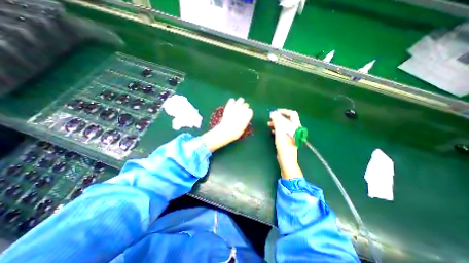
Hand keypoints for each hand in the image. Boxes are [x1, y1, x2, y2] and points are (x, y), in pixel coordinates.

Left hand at [202, 97, 252, 152]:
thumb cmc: (235, 132)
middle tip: (241, 111)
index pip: (250, 111)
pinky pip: (232, 100)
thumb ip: (244, 122)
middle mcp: (243, 109)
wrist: (226, 130)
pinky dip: (232, 101)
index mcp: (248, 115)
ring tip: (238, 106)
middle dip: (245, 107)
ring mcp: (236, 107)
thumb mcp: (243, 129)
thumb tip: (244, 120)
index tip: (246, 117)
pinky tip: (231, 105)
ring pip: (241, 99)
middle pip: (246, 104)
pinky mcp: (229, 106)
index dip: (248, 114)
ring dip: (240, 102)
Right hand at [268, 108, 303, 179]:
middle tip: (270, 119)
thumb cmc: (284, 147)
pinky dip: (277, 129)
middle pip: (287, 119)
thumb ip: (277, 122)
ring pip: (284, 125)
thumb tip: (273, 113)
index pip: (292, 114)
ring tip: (269, 124)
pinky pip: (283, 130)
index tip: (275, 113)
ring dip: (277, 123)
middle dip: (278, 118)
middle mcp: (295, 129)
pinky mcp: (288, 139)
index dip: (284, 111)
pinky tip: (272, 130)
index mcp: (295, 127)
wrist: (287, 161)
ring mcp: (291, 134)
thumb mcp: (279, 133)